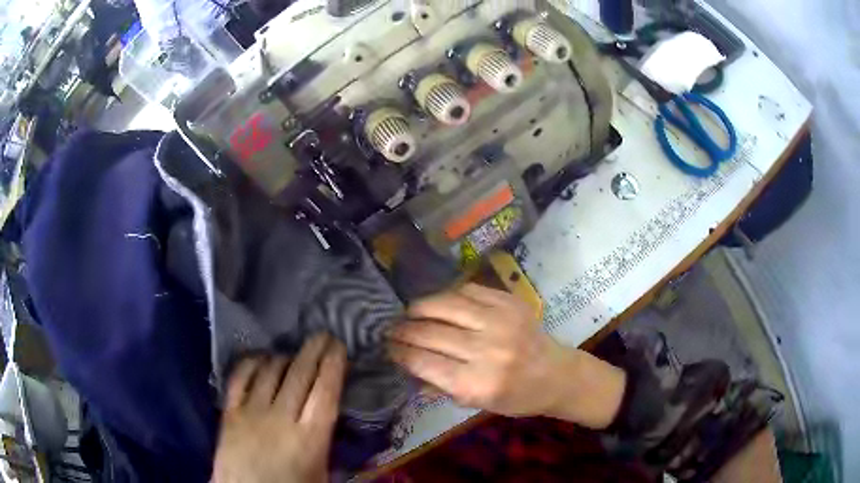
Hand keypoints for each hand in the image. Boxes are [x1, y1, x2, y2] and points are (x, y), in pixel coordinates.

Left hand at [212, 333, 346, 482]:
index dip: (333, 365)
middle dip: (314, 350)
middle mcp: (281, 418)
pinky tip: (260, 358)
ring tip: (293, 352)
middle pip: (299, 374)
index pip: (325, 392)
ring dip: (284, 356)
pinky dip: (252, 363)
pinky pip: (240, 378)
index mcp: (310, 438)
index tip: (338, 347)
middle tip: (323, 335)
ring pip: (270, 371)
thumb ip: (326, 442)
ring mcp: (251, 412)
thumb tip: (331, 413)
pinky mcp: (229, 412)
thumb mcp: (321, 473)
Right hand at [389, 284, 625, 426]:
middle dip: (404, 330)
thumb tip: (406, 367)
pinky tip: (438, 302)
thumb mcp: (476, 404)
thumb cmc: (515, 397)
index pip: (425, 363)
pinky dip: (448, 295)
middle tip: (390, 329)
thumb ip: (440, 386)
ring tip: (409, 312)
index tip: (387, 347)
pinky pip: (469, 290)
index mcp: (477, 383)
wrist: (556, 374)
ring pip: (446, 305)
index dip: (400, 353)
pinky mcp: (509, 302)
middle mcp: (487, 350)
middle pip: (431, 333)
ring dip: (420, 307)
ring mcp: (500, 321)